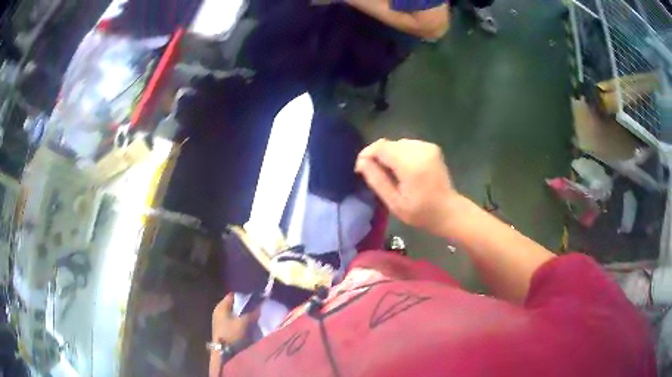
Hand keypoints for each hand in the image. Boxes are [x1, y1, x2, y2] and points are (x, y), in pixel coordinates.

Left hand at [211, 294, 258, 344]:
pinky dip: (239, 320)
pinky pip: (232, 320)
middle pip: (233, 304)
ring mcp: (219, 320)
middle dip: (244, 306)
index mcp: (221, 306)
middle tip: (256, 307)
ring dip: (242, 314)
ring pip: (233, 313)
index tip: (255, 297)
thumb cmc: (231, 333)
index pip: (233, 295)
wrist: (223, 351)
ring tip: (253, 315)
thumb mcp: (243, 323)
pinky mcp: (222, 328)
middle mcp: (219, 311)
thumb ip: (251, 313)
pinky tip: (247, 323)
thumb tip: (259, 306)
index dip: (244, 296)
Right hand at [355, 139, 460, 235]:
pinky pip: (408, 145)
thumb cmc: (421, 213)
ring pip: (397, 143)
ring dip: (389, 155)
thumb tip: (361, 162)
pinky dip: (400, 154)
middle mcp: (420, 149)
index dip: (367, 154)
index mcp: (411, 164)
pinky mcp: (431, 147)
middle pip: (388, 144)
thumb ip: (377, 180)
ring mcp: (427, 146)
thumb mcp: (394, 203)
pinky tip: (403, 169)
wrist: (449, 211)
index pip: (381, 147)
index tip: (360, 169)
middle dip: (377, 156)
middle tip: (374, 174)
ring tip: (389, 174)